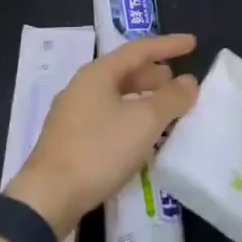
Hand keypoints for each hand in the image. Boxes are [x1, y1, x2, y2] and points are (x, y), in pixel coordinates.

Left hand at [6, 34, 198, 236]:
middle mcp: (82, 87)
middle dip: (154, 75)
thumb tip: (189, 81)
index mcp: (97, 73)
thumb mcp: (144, 122)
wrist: (48, 197)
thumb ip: (171, 98)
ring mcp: (72, 114)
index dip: (168, 45)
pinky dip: (130, 118)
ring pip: (116, 96)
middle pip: (125, 72)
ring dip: (143, 99)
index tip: (192, 43)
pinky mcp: (69, 140)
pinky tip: (140, 138)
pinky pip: (107, 117)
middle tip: (178, 83)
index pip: (139, 49)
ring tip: (165, 110)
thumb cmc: (99, 150)